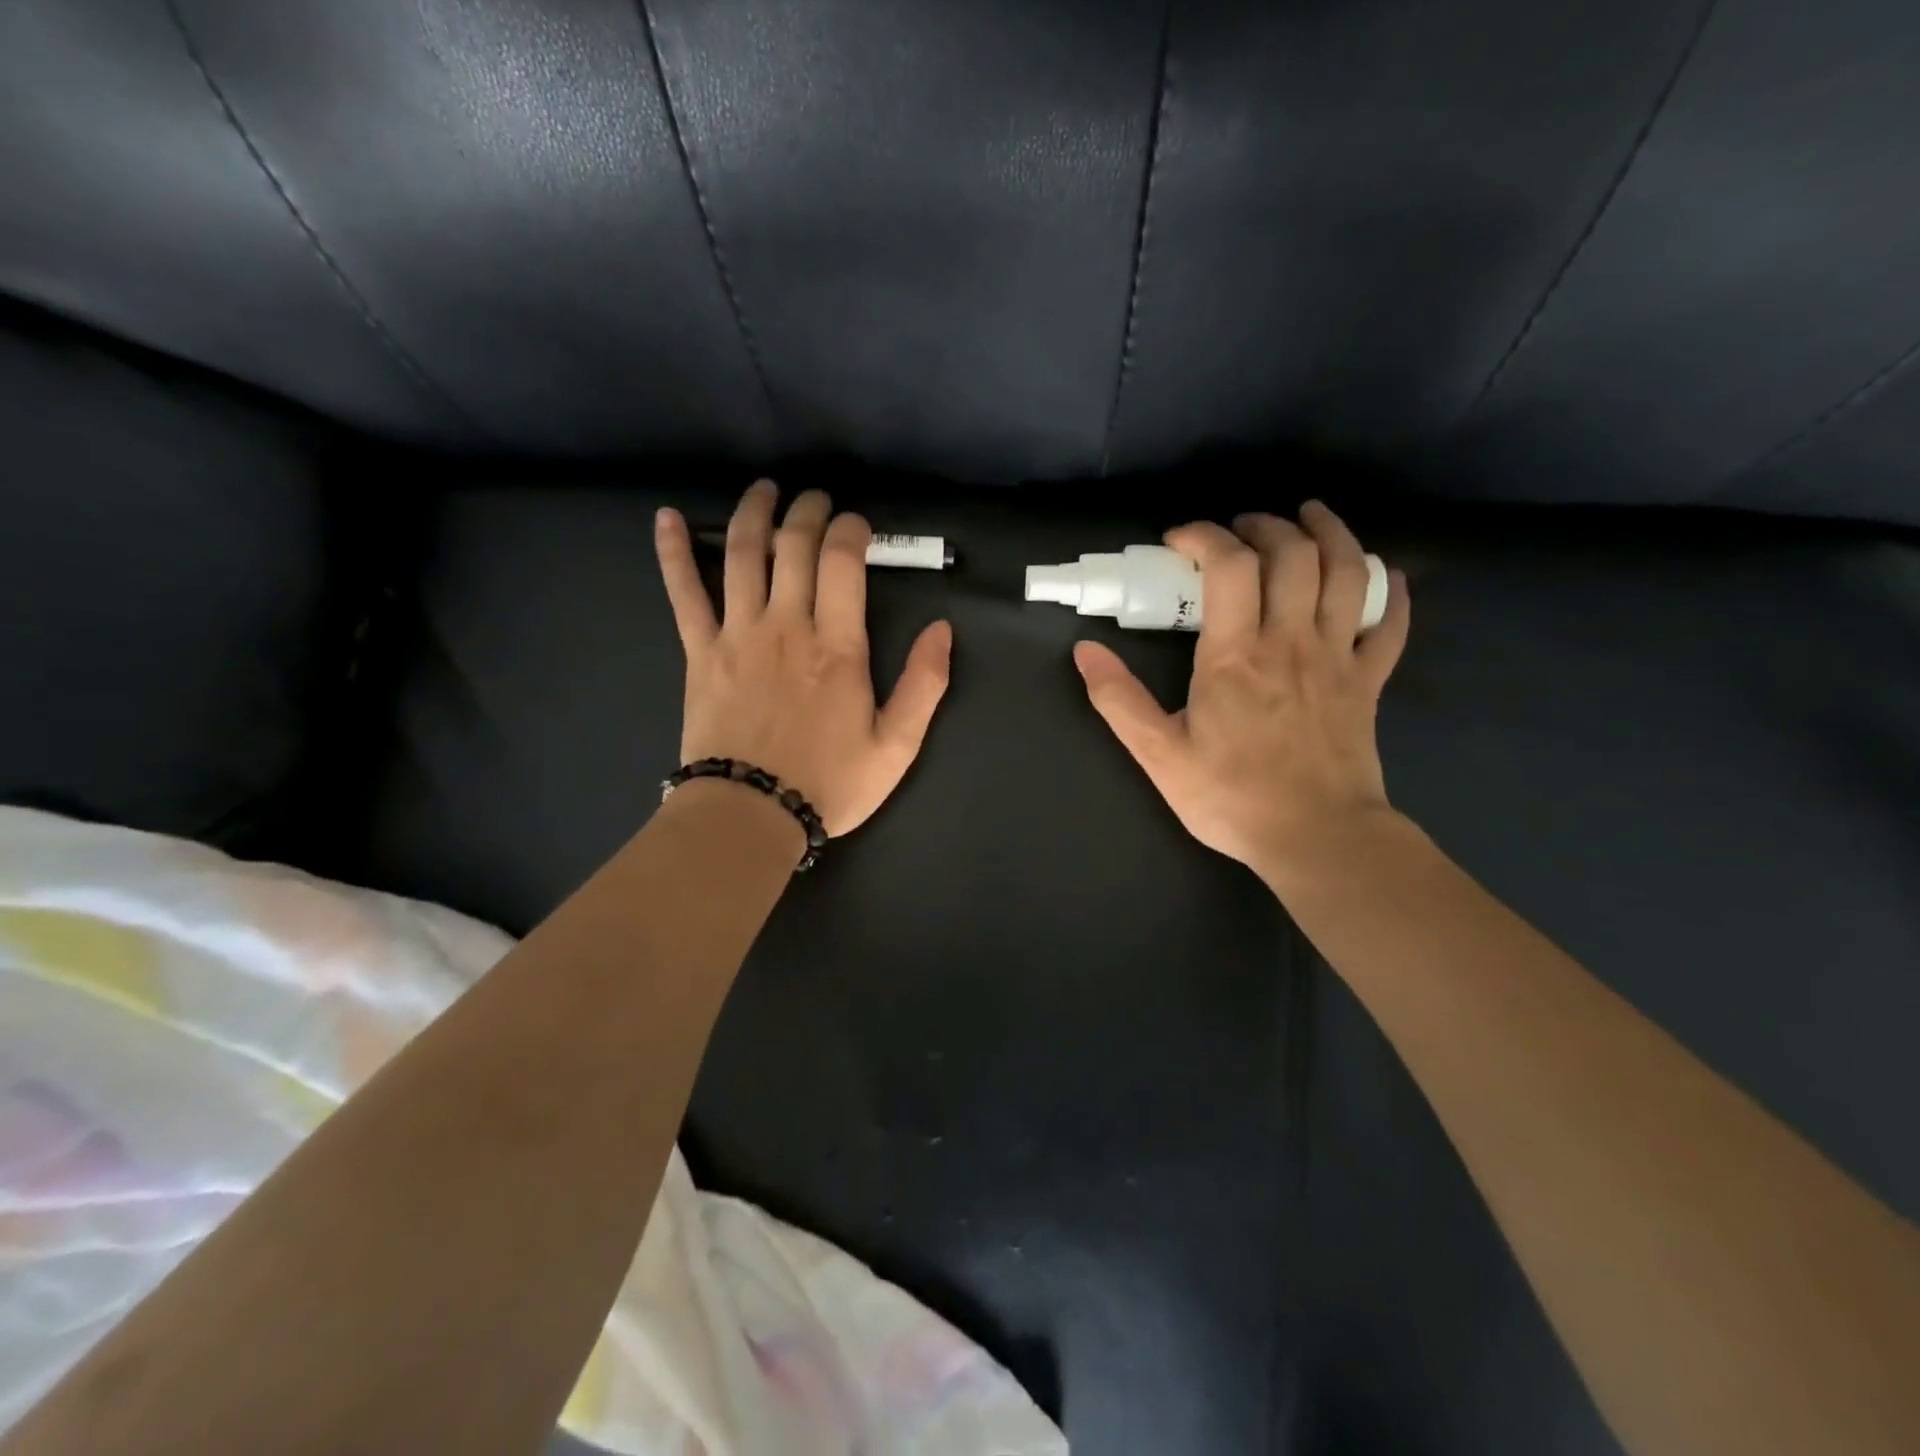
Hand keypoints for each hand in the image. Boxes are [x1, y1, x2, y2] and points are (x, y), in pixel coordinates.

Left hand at [655, 480, 952, 837]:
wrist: (750, 815)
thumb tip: (942, 630)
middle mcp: (786, 625)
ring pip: (741, 554)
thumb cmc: (828, 784)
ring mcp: (737, 634)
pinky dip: (672, 552)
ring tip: (765, 489)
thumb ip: (923, 685)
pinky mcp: (700, 652)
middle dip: (808, 511)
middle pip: (794, 546)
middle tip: (816, 498)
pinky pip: (682, 592)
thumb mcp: (896, 746)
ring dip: (753, 513)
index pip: (844, 562)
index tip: (858, 524)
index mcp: (837, 646)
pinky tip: (665, 517)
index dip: (852, 529)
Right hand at [1072, 501, 1410, 883]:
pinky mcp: (1369, 681)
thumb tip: (1085, 651)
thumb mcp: (1159, 755)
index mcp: (1236, 655)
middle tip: (1239, 529)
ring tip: (1309, 516)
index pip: (1228, 565)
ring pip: (1347, 572)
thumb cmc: (1232, 797)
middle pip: (1292, 553)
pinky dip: (1390, 590)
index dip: (1203, 536)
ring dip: (1330, 533)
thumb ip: (1118, 700)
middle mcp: (1291, 640)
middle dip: (1264, 526)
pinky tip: (1382, 574)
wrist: (1316, 838)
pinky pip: (1391, 623)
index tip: (1177, 542)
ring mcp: (1338, 657)